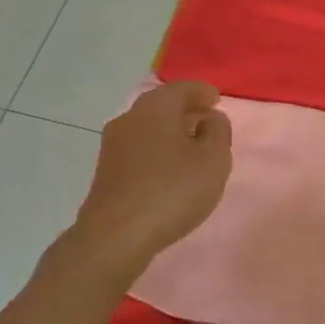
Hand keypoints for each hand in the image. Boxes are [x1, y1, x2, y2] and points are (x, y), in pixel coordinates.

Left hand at [74, 81, 231, 273]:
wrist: (116, 235)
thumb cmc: (172, 190)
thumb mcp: (213, 159)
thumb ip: (218, 131)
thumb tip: (210, 118)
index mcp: (157, 106)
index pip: (184, 87)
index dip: (204, 92)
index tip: (217, 100)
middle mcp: (130, 116)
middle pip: (163, 105)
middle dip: (187, 110)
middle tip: (208, 122)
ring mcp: (113, 144)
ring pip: (149, 127)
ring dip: (171, 132)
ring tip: (191, 148)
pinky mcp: (106, 170)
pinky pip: (139, 148)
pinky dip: (157, 150)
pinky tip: (168, 169)